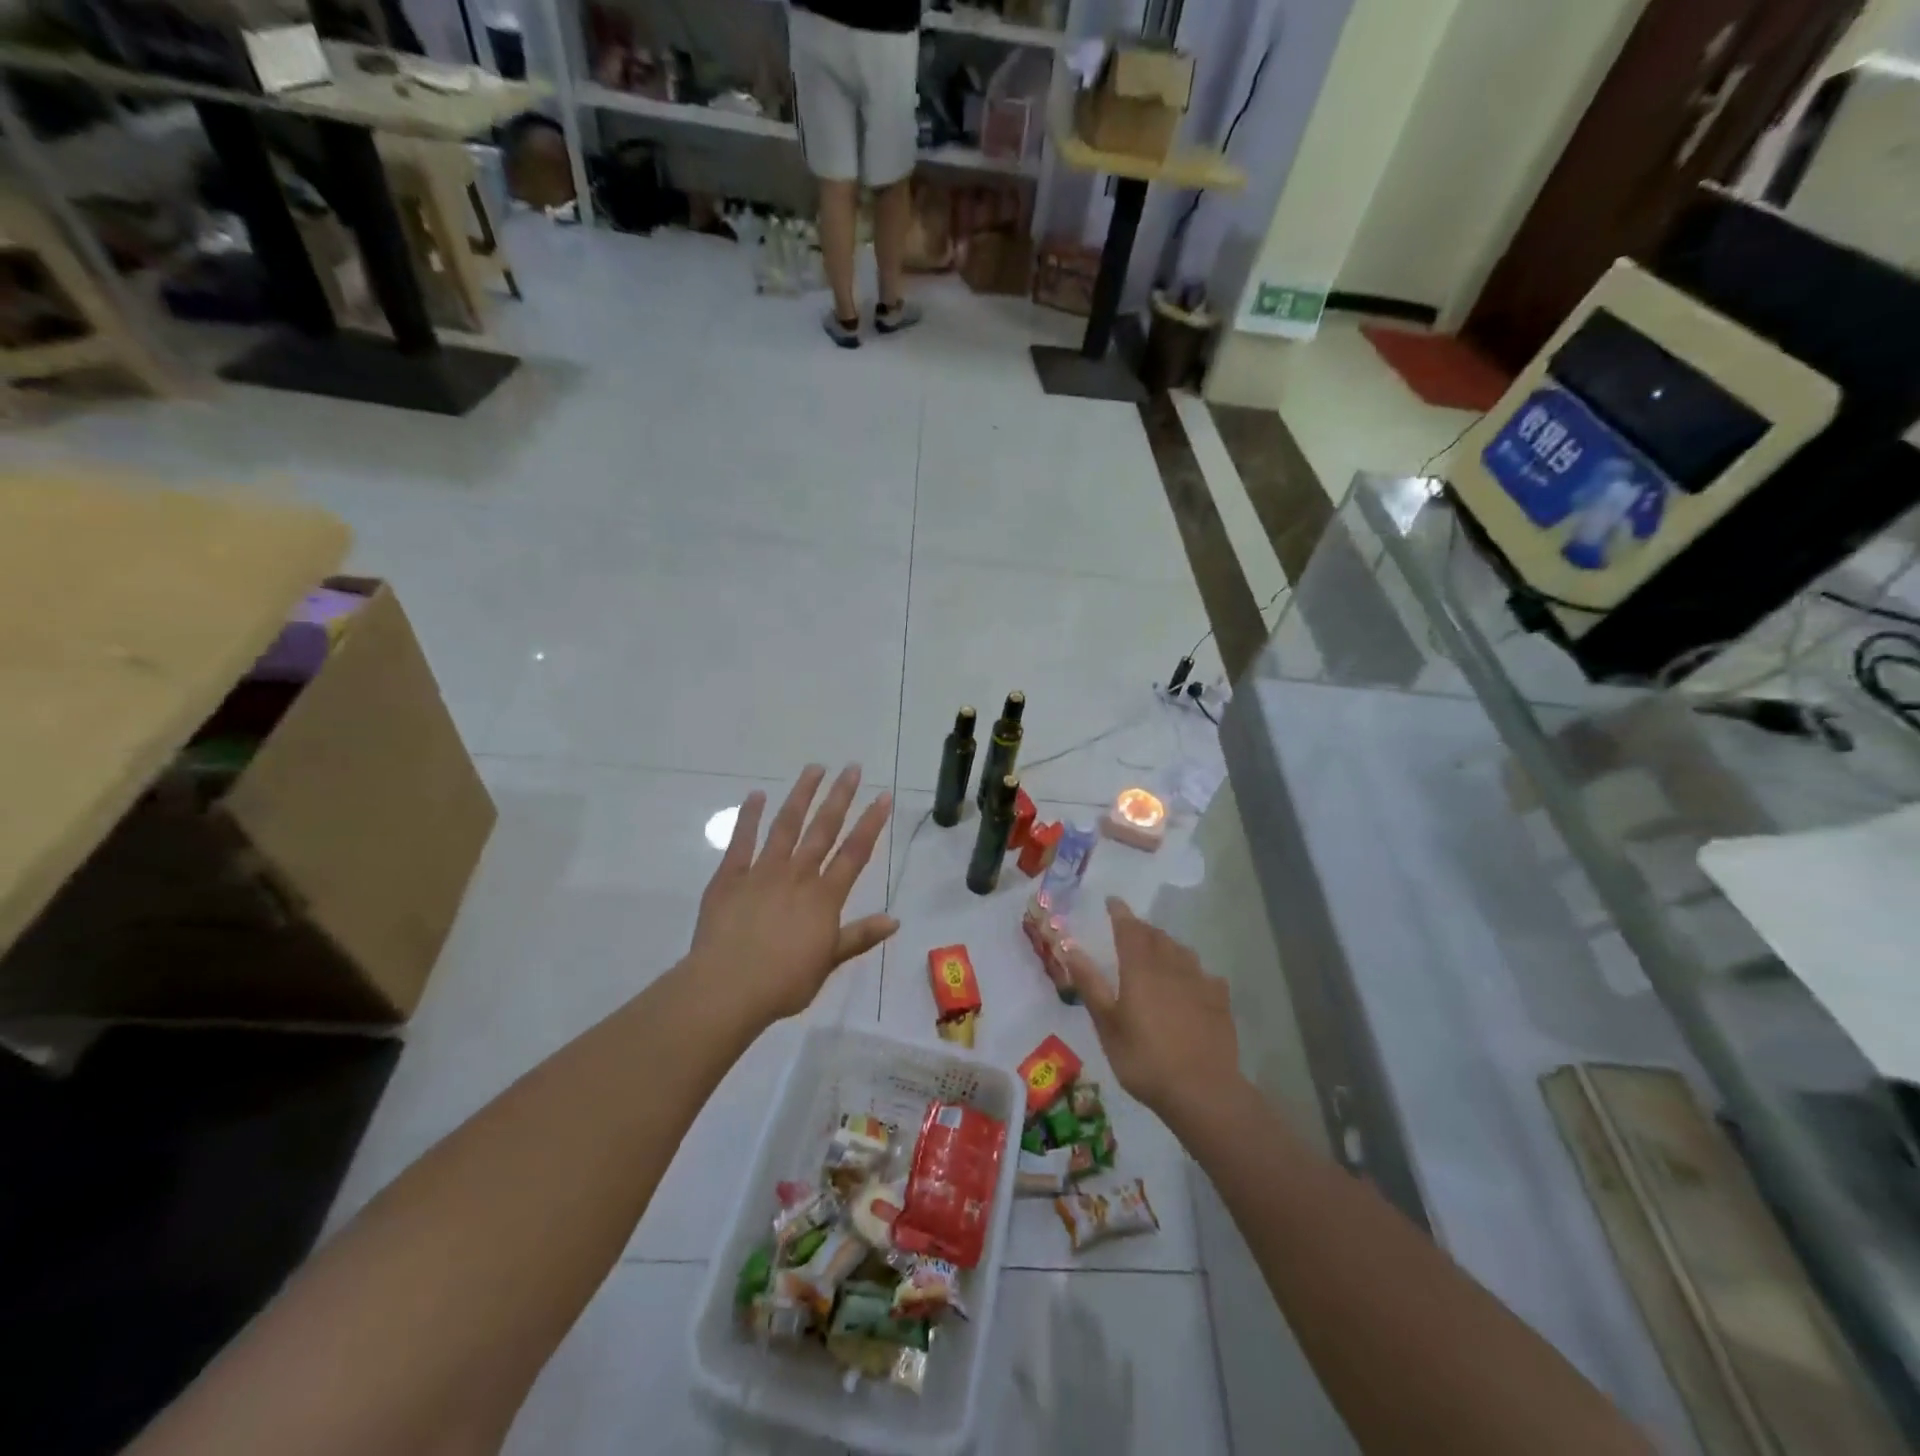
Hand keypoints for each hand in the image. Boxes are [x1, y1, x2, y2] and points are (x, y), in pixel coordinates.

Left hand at [689, 765, 897, 1029]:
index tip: (883, 796)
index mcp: (823, 897)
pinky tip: (756, 794)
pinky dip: (749, 816)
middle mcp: (797, 876)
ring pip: (786, 825)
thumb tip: (894, 920)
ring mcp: (762, 872)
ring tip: (814, 769)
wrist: (728, 987)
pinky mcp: (730, 877)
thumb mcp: (828, 962)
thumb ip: (859, 936)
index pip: (854, 853)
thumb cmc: (783, 982)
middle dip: (840, 797)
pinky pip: (741, 840)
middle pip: (823, 829)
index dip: (871, 823)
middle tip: (852, 768)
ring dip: (801, 795)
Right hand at [1065, 898, 1239, 1125]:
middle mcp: (1171, 966)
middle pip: (1156, 936)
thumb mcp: (1107, 1025)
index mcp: (1140, 968)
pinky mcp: (1220, 1001)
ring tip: (1157, 953)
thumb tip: (1070, 948)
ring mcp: (1200, 982)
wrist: (1203, 1091)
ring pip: (1181, 951)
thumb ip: (1090, 984)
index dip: (1119, 912)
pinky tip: (1192, 984)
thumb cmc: (1145, 1059)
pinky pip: (1204, 974)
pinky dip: (1192, 971)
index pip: (1129, 928)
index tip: (1111, 901)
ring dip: (1166, 945)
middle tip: (1129, 930)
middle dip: (1141, 928)